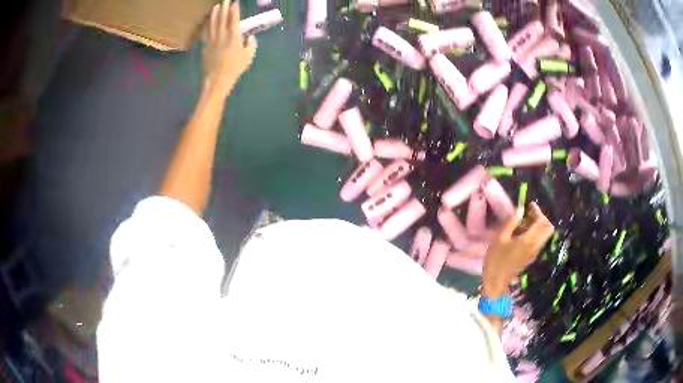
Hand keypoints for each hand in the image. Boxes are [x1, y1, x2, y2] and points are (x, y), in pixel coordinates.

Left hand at [203, 1, 257, 95]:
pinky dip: (206, 25)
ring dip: (214, 13)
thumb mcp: (248, 56)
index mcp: (233, 37)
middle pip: (222, 18)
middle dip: (224, 7)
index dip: (234, 9)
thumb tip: (250, 37)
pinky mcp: (205, 46)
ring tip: (216, 6)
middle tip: (225, 0)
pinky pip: (205, 32)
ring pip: (212, 23)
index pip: (234, 19)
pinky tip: (207, 21)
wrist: (217, 80)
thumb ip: (251, 44)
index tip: (235, 2)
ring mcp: (212, 40)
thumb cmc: (235, 68)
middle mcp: (222, 35)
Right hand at [482, 203, 553, 297]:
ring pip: (544, 234)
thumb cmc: (496, 259)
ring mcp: (534, 252)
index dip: (538, 211)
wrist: (496, 281)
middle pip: (548, 228)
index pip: (542, 222)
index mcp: (529, 240)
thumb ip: (512, 222)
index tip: (528, 205)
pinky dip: (534, 233)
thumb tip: (520, 210)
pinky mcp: (531, 256)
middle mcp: (536, 245)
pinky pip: (538, 241)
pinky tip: (521, 233)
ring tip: (523, 223)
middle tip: (529, 214)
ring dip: (538, 226)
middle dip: (541, 218)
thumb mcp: (500, 237)